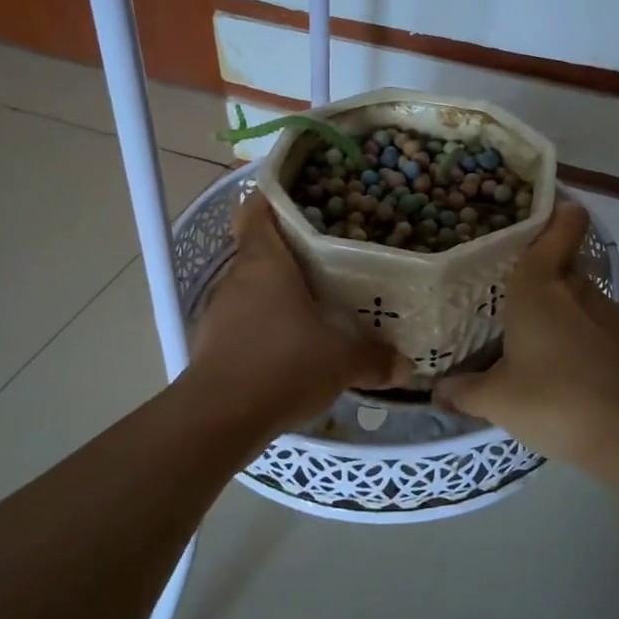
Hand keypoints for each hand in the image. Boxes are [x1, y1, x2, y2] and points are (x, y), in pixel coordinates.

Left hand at [185, 196, 410, 441]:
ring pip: (251, 287)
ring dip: (277, 292)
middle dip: (289, 252)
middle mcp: (236, 278)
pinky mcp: (212, 343)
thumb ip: (374, 358)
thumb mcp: (341, 362)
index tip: (299, 199)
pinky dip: (265, 324)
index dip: (272, 199)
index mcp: (264, 262)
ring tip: (315, 300)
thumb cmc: (282, 365)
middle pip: (258, 250)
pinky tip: (291, 343)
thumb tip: (405, 365)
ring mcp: (219, 311)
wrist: (219, 418)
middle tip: (328, 256)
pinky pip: (243, 320)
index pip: (256, 211)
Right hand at [433, 204, 618, 466]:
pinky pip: (593, 325)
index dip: (554, 212)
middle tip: (506, 283)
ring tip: (529, 326)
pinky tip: (559, 362)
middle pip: (563, 261)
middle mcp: (576, 288)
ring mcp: (607, 315)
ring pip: (578, 295)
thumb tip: (437, 391)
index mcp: (539, 285)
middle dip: (541, 268)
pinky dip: (577, 334)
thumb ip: (464, 391)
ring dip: (559, 305)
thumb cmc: (555, 399)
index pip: (560, 226)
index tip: (533, 214)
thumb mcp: (496, 400)